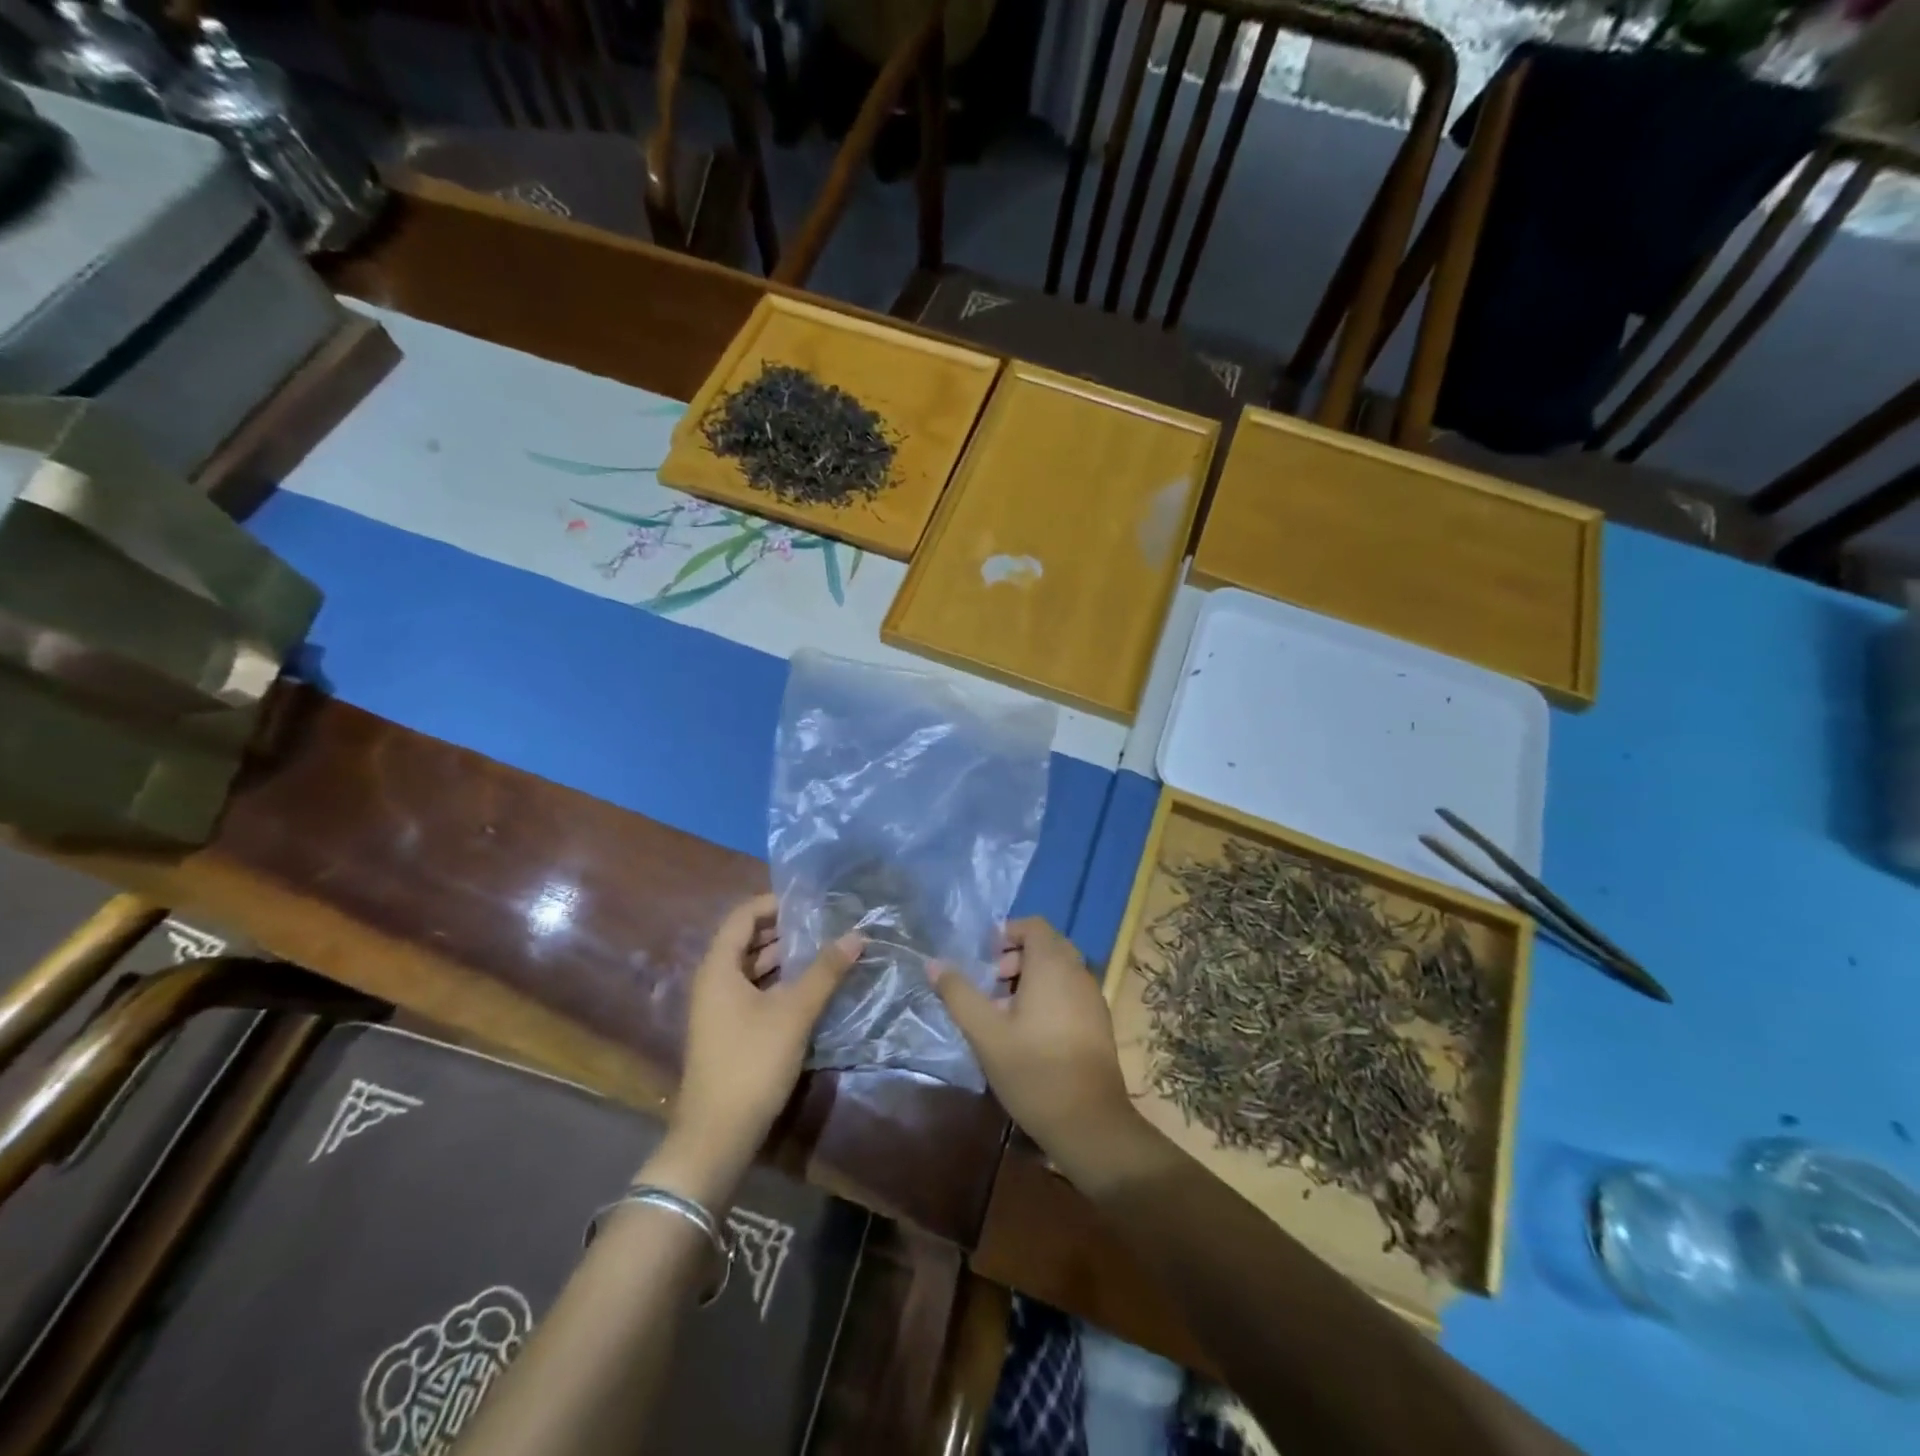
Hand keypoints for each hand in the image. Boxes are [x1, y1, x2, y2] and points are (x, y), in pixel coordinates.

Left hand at [650, 894, 860, 1205]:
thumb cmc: (752, 1062)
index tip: (811, 900)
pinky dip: (779, 983)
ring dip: (785, 958)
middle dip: (785, 930)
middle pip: (747, 940)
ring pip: (752, 969)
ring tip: (825, 950)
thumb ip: (826, 970)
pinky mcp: (729, 1032)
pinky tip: (811, 988)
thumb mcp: (794, 1012)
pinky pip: (754, 992)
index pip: (743, 916)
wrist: (717, 1135)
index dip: (774, 903)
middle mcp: (713, 982)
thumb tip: (857, 934)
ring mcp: (719, 1009)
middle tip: (825, 922)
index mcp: (719, 968)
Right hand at [931, 918, 1160, 1187]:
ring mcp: (1093, 997)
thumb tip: (934, 963)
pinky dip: (1049, 996)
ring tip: (1004, 1014)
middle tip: (991, 986)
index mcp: (1053, 965)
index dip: (1007, 933)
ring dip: (1030, 979)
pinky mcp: (1099, 1022)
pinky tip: (1029, 1034)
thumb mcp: (985, 1033)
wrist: (1090, 1123)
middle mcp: (1078, 972)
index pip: (1033, 925)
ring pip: (1059, 970)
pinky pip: (1070, 991)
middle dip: (1015, 958)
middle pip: (1046, 946)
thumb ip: (959, 994)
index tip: (985, 959)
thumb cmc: (1033, 1071)